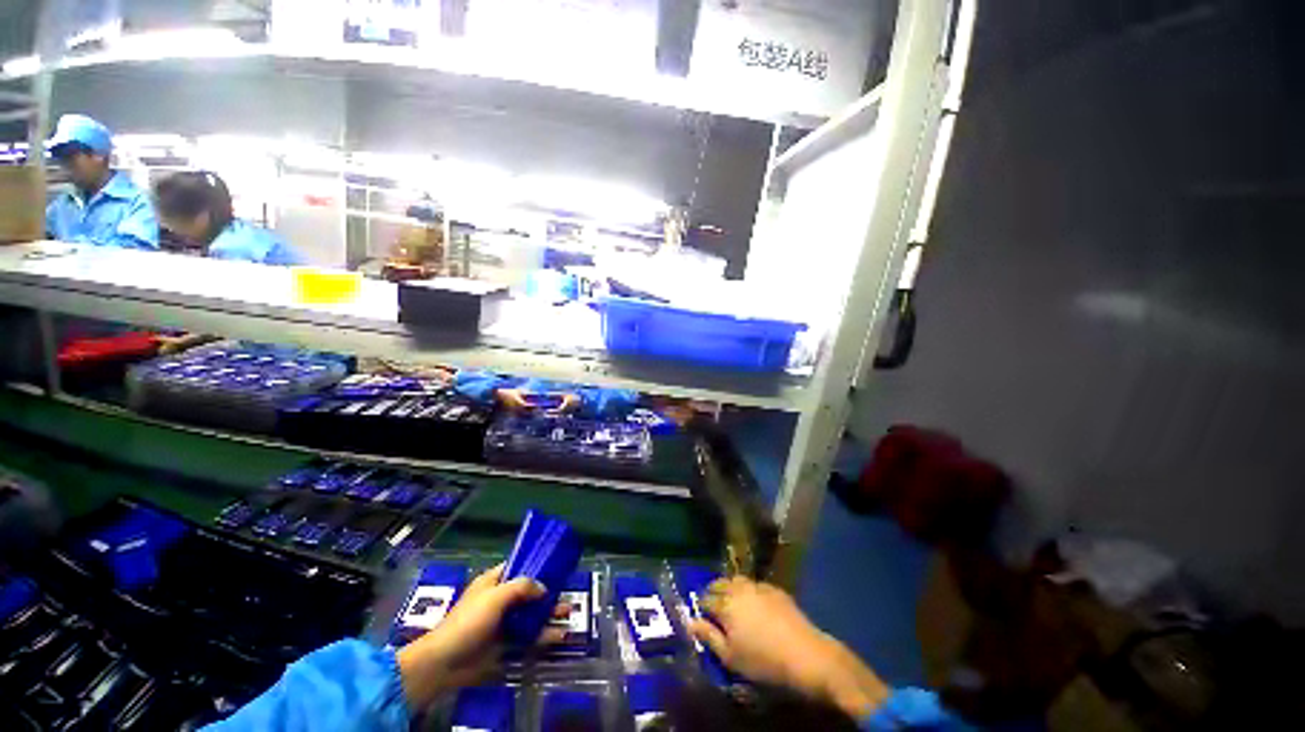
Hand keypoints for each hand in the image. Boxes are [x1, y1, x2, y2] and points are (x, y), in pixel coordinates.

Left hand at [396, 564, 565, 707]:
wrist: (445, 663)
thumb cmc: (468, 622)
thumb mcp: (495, 597)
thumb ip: (521, 587)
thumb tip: (543, 588)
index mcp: (494, 581)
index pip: (518, 566)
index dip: (536, 565)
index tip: (556, 565)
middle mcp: (500, 598)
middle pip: (529, 591)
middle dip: (549, 592)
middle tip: (568, 592)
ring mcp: (503, 621)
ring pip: (532, 614)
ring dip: (550, 614)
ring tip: (569, 614)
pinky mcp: (505, 643)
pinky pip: (529, 636)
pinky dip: (544, 635)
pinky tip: (559, 636)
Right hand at [691, 578, 890, 718]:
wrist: (806, 655)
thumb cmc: (763, 662)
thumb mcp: (731, 657)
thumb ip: (709, 637)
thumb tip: (690, 623)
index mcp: (725, 604)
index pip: (705, 599)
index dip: (701, 608)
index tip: (701, 617)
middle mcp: (739, 588)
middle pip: (720, 583)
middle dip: (713, 592)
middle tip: (714, 607)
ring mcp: (758, 586)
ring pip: (737, 580)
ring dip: (730, 587)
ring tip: (732, 602)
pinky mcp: (775, 589)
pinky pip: (755, 584)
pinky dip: (748, 590)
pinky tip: (754, 604)